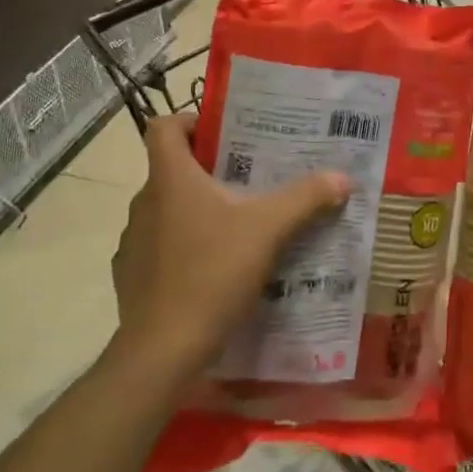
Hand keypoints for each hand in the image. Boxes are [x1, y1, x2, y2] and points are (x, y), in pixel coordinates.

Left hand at [111, 114, 349, 381]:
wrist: (163, 351)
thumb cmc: (213, 273)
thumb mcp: (269, 230)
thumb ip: (306, 198)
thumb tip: (342, 177)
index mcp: (170, 178)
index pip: (163, 127)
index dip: (189, 120)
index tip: (222, 133)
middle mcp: (144, 202)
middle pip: (171, 169)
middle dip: (208, 170)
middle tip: (249, 179)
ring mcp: (133, 241)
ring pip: (166, 210)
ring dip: (195, 211)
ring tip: (236, 225)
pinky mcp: (130, 277)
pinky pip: (159, 247)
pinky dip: (182, 248)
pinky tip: (212, 269)